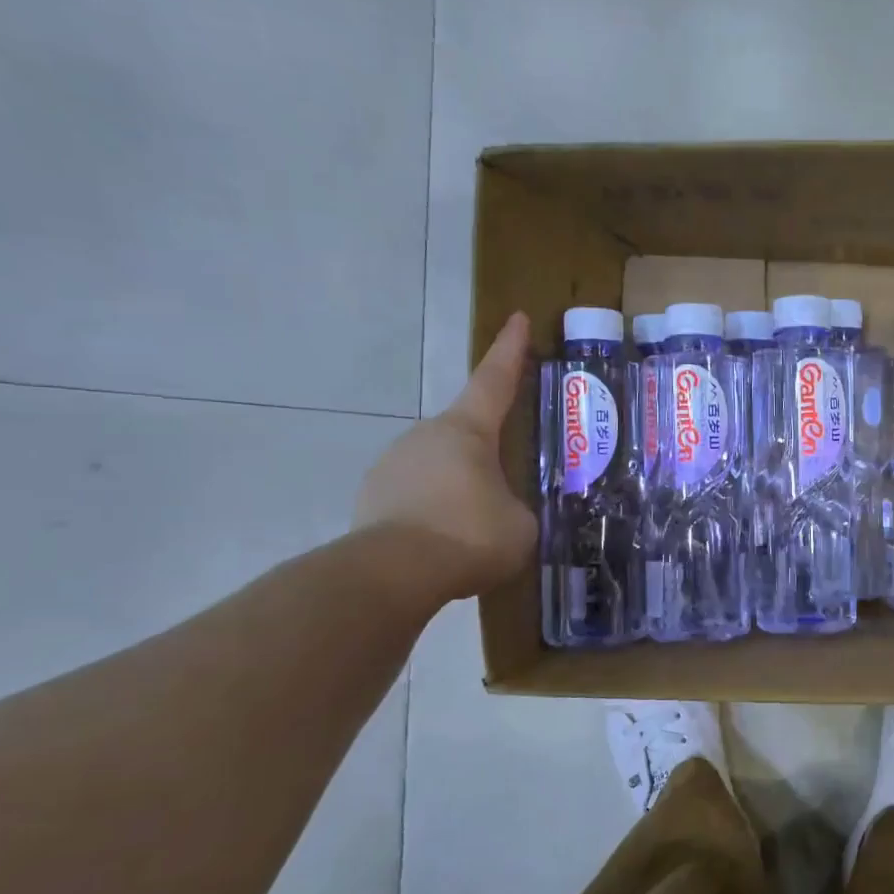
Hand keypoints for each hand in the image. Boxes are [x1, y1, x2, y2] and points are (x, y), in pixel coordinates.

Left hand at [353, 312, 538, 598]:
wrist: (390, 575)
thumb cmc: (468, 535)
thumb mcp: (521, 524)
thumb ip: (520, 506)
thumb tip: (509, 512)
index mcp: (467, 430)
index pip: (495, 380)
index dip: (510, 350)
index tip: (516, 318)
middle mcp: (425, 435)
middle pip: (466, 430)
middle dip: (489, 448)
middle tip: (511, 472)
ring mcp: (392, 464)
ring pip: (439, 465)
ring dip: (461, 483)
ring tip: (480, 522)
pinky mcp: (372, 497)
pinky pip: (417, 494)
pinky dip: (435, 508)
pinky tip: (448, 540)